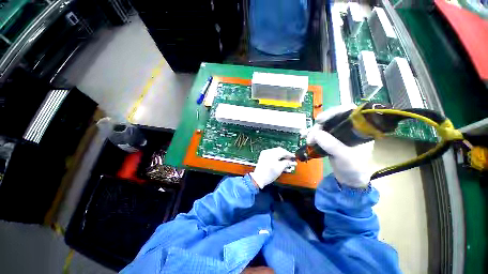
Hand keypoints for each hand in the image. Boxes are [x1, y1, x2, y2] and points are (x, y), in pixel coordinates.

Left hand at [250, 147, 296, 188]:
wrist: (258, 179)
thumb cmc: (269, 174)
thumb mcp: (280, 169)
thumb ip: (287, 163)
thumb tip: (291, 161)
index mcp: (272, 154)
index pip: (283, 151)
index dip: (289, 154)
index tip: (294, 157)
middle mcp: (268, 152)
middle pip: (279, 150)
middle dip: (286, 155)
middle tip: (291, 159)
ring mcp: (265, 154)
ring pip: (276, 152)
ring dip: (282, 156)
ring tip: (286, 161)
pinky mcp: (263, 157)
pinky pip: (272, 155)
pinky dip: (277, 157)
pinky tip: (280, 162)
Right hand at [303, 105, 371, 187]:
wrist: (353, 182)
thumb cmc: (355, 168)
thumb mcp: (345, 156)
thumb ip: (332, 145)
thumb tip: (315, 133)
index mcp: (359, 127)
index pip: (347, 110)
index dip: (334, 111)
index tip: (321, 119)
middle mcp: (351, 127)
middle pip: (335, 117)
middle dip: (323, 123)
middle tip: (313, 132)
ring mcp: (342, 134)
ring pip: (328, 126)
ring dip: (317, 131)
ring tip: (309, 140)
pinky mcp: (335, 142)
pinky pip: (324, 135)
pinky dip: (316, 137)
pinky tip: (310, 140)